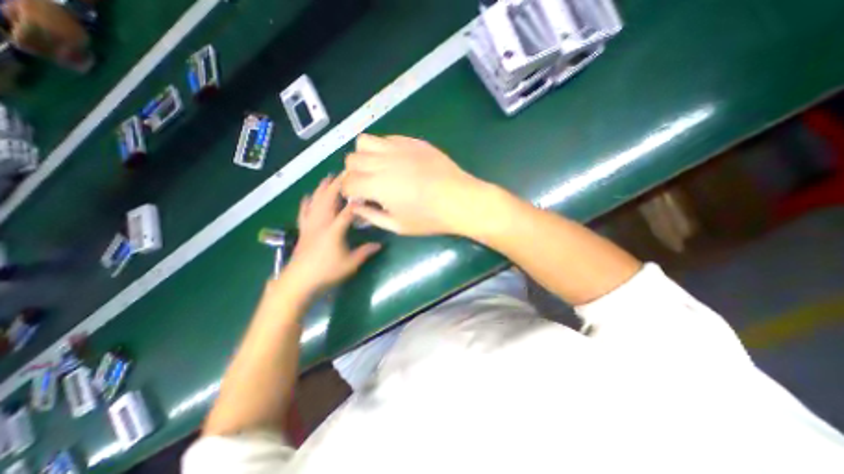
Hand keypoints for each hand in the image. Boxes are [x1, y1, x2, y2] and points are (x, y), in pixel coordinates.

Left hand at [284, 177, 382, 295]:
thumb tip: (379, 245)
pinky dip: (307, 203)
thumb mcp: (350, 264)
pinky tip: (308, 196)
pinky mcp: (303, 230)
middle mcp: (321, 223)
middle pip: (329, 199)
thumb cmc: (326, 272)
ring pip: (316, 202)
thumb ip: (365, 252)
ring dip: (322, 189)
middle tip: (345, 174)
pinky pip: (304, 212)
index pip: (347, 210)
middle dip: (337, 185)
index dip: (356, 200)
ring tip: (328, 178)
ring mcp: (310, 225)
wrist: (298, 281)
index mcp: (334, 230)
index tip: (364, 189)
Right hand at [341, 134, 488, 234]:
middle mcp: (383, 162)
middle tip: (367, 185)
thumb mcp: (398, 226)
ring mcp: (399, 148)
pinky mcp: (412, 141)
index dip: (348, 191)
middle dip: (353, 174)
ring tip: (378, 169)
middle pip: (351, 159)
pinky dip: (383, 148)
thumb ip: (372, 216)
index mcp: (378, 185)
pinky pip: (387, 138)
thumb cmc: (429, 218)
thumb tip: (356, 207)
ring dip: (364, 156)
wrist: (460, 200)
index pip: (347, 181)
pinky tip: (395, 161)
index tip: (358, 198)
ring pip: (365, 142)